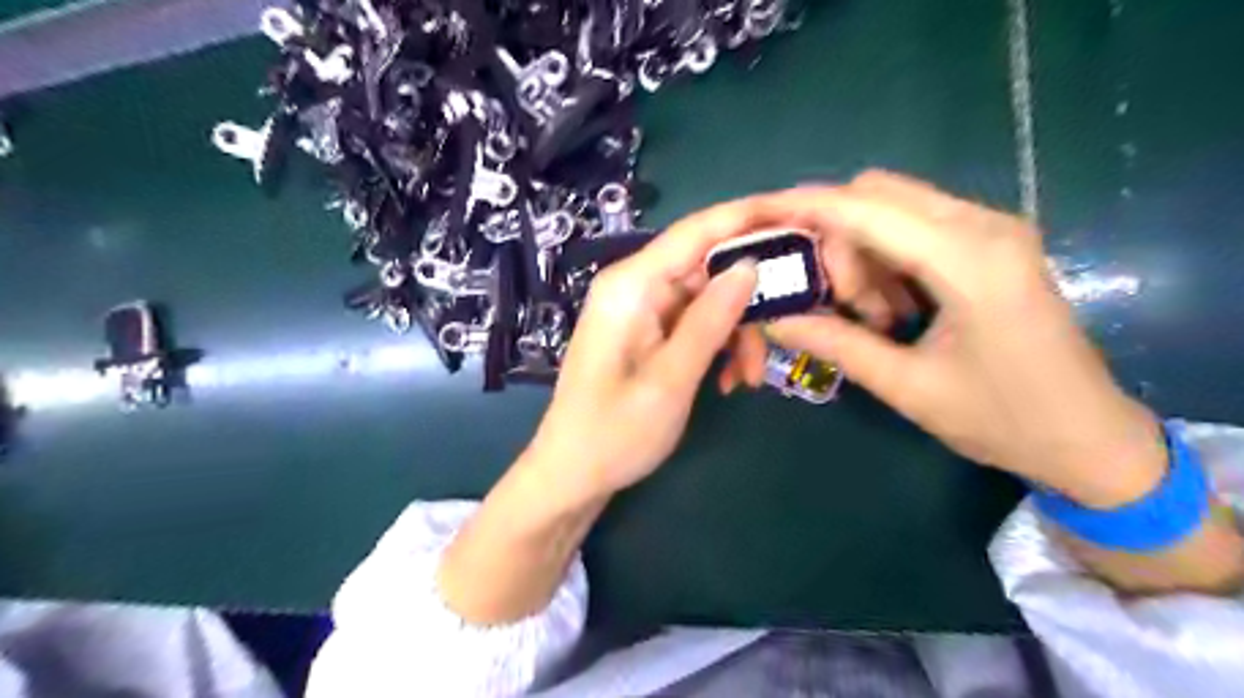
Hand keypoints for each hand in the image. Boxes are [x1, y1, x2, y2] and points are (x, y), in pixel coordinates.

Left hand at [522, 205, 762, 504]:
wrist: (573, 475)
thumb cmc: (615, 433)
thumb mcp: (672, 378)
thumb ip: (711, 319)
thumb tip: (752, 264)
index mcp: (631, 285)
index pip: (697, 231)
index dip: (748, 216)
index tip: (800, 212)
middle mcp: (635, 286)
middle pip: (707, 267)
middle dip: (750, 299)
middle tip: (786, 329)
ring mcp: (641, 310)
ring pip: (708, 299)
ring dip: (737, 333)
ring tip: (749, 379)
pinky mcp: (647, 332)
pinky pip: (694, 323)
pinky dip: (718, 346)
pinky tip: (729, 381)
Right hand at [731, 170, 1167, 505]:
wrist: (1092, 438)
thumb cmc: (1004, 420)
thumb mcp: (908, 387)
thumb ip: (836, 344)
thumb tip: (772, 318)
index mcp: (969, 260)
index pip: (865, 209)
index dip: (803, 206)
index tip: (755, 215)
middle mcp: (983, 226)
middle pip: (875, 194)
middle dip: (834, 238)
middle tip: (832, 300)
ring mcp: (990, 230)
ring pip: (891, 208)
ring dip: (860, 252)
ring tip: (868, 316)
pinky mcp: (989, 244)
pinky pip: (913, 228)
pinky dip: (883, 258)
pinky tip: (891, 309)